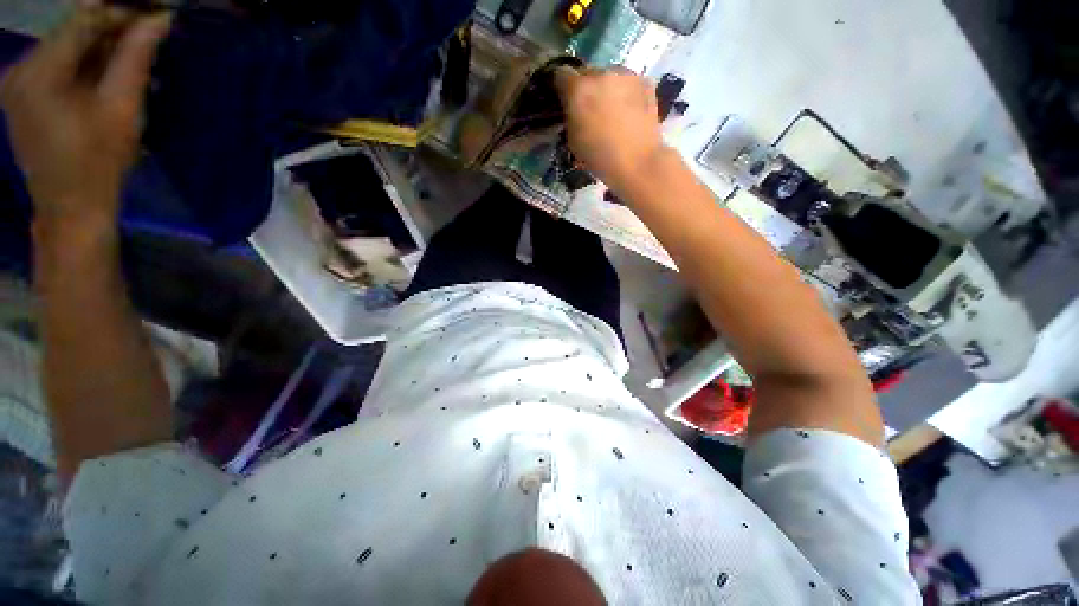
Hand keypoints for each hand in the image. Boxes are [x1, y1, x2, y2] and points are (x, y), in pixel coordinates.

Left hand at [0, 7, 169, 224]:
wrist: (71, 207)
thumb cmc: (100, 162)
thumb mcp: (123, 108)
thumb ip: (136, 58)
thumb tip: (159, 18)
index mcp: (39, 70)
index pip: (82, 20)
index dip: (119, 11)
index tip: (154, 14)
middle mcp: (20, 68)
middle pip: (70, 32)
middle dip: (110, 29)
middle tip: (147, 34)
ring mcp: (17, 82)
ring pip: (64, 47)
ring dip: (98, 47)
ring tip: (132, 55)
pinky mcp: (21, 95)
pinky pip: (56, 65)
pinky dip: (83, 63)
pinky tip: (106, 73)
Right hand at [554, 67, 666, 193]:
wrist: (637, 162)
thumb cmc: (599, 157)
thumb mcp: (573, 140)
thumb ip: (570, 117)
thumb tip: (573, 110)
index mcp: (578, 89)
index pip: (561, 74)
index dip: (562, 88)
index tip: (565, 100)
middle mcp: (601, 74)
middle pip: (587, 73)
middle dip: (586, 88)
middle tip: (590, 109)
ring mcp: (625, 75)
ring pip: (609, 76)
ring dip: (607, 89)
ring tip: (612, 111)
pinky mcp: (645, 81)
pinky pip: (628, 83)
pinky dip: (626, 93)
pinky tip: (629, 112)